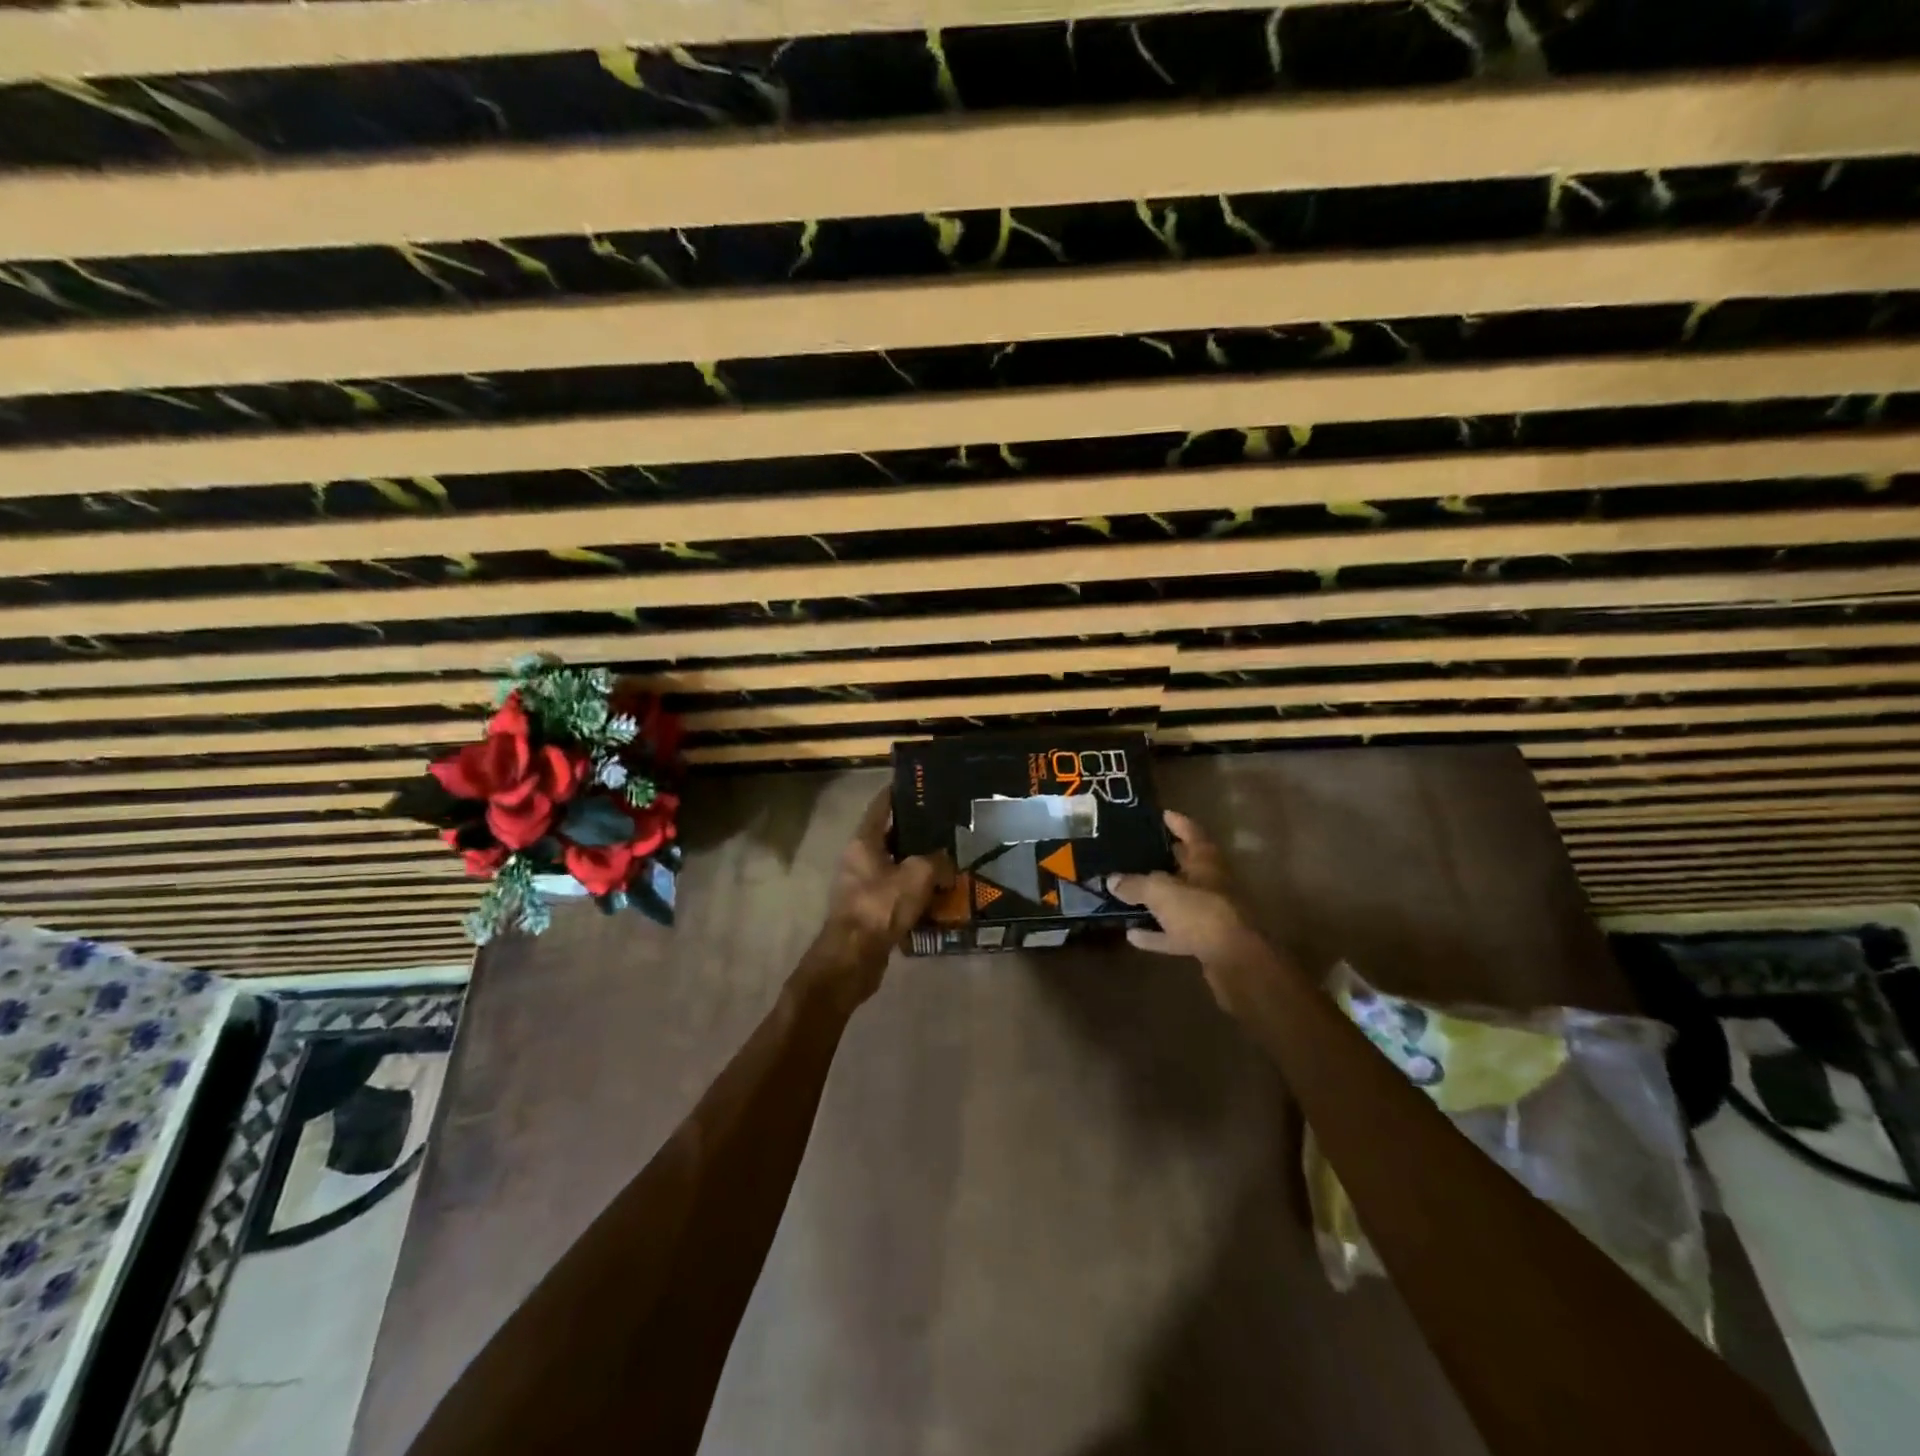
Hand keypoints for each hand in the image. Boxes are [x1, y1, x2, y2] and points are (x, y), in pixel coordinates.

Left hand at [803, 787, 951, 1005]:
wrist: (853, 956)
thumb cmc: (881, 905)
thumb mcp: (917, 875)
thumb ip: (936, 861)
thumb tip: (946, 862)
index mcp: (863, 842)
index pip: (880, 806)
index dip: (897, 793)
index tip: (916, 784)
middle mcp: (857, 859)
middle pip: (888, 838)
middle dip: (915, 833)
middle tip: (944, 827)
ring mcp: (860, 886)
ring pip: (893, 868)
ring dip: (916, 866)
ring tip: (947, 862)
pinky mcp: (867, 911)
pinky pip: (894, 894)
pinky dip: (913, 893)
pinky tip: (936, 896)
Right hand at [1108, 810, 1269, 1004]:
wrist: (1234, 960)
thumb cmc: (1200, 911)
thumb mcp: (1160, 891)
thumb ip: (1135, 884)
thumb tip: (1112, 880)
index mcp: (1206, 862)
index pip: (1192, 833)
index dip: (1178, 823)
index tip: (1162, 814)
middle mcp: (1211, 884)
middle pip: (1187, 867)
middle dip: (1166, 859)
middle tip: (1138, 851)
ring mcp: (1210, 914)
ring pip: (1180, 901)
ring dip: (1158, 900)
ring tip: (1129, 893)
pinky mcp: (1205, 942)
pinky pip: (1175, 933)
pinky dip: (1156, 934)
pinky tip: (1133, 935)